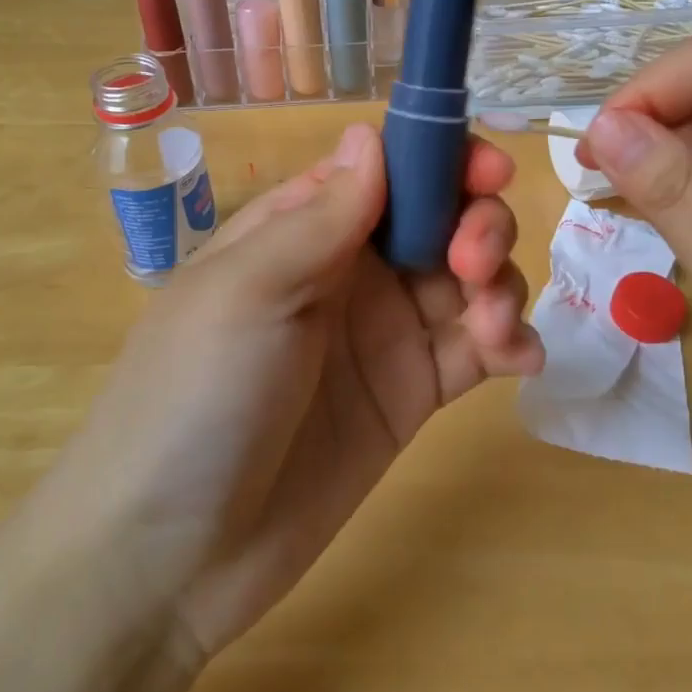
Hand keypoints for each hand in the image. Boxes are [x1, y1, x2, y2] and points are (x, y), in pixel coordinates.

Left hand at [31, 123, 541, 660]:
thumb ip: (321, 216)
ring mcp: (386, 334)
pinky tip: (520, 360)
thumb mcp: (247, 291)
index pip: (388, 168)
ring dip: (501, 285)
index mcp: (304, 229)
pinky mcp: (413, 394)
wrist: (171, 558)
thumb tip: (371, 133)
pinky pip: (478, 349)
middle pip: (441, 217)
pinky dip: (511, 342)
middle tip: (475, 265)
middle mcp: (351, 271)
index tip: (489, 172)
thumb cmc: (194, 398)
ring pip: (470, 279)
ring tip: (493, 329)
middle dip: (478, 223)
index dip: (443, 157)